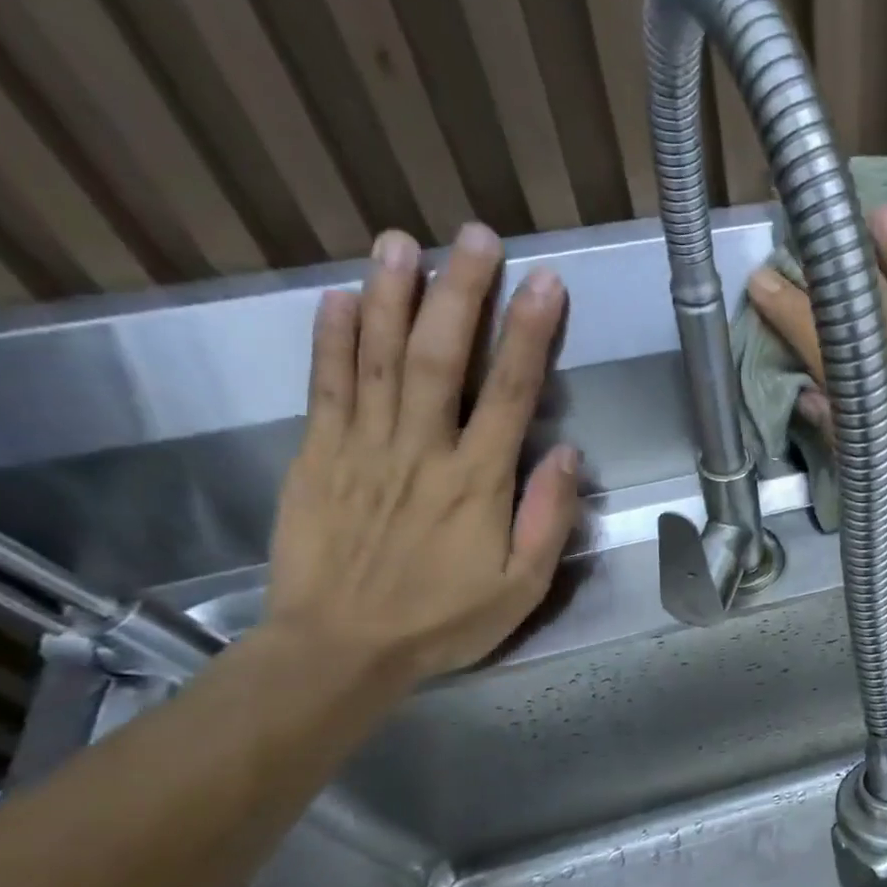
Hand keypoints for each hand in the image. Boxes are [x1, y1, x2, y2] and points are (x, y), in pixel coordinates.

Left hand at [266, 224, 578, 685]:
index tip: (545, 284)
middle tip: (476, 236)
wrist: (339, 649)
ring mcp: (362, 447)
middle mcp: (421, 449)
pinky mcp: (317, 456)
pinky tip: (340, 298)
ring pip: (379, 357)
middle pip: (442, 356)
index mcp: (477, 481)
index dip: (530, 334)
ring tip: (402, 241)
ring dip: (392, 295)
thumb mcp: (521, 588)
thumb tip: (569, 455)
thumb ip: (548, 520)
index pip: (511, 392)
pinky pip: (325, 387)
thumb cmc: (442, 621)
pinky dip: (331, 339)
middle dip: (461, 292)